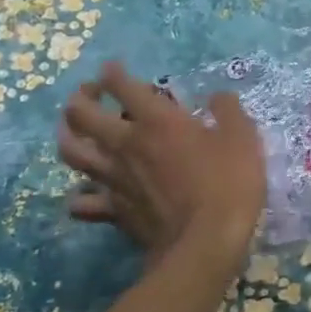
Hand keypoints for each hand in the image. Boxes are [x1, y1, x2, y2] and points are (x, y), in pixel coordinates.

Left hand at [58, 61, 265, 270]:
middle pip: (81, 114)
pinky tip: (86, 192)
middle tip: (91, 94)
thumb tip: (218, 97)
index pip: (122, 85)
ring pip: (71, 152)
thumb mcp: (242, 138)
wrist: (205, 243)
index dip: (114, 72)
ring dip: (67, 136)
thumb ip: (228, 111)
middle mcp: (125, 143)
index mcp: (156, 120)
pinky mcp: (113, 210)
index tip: (114, 68)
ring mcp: (114, 178)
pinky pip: (83, 201)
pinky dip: (80, 195)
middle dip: (81, 97)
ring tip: (73, 131)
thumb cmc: (227, 184)